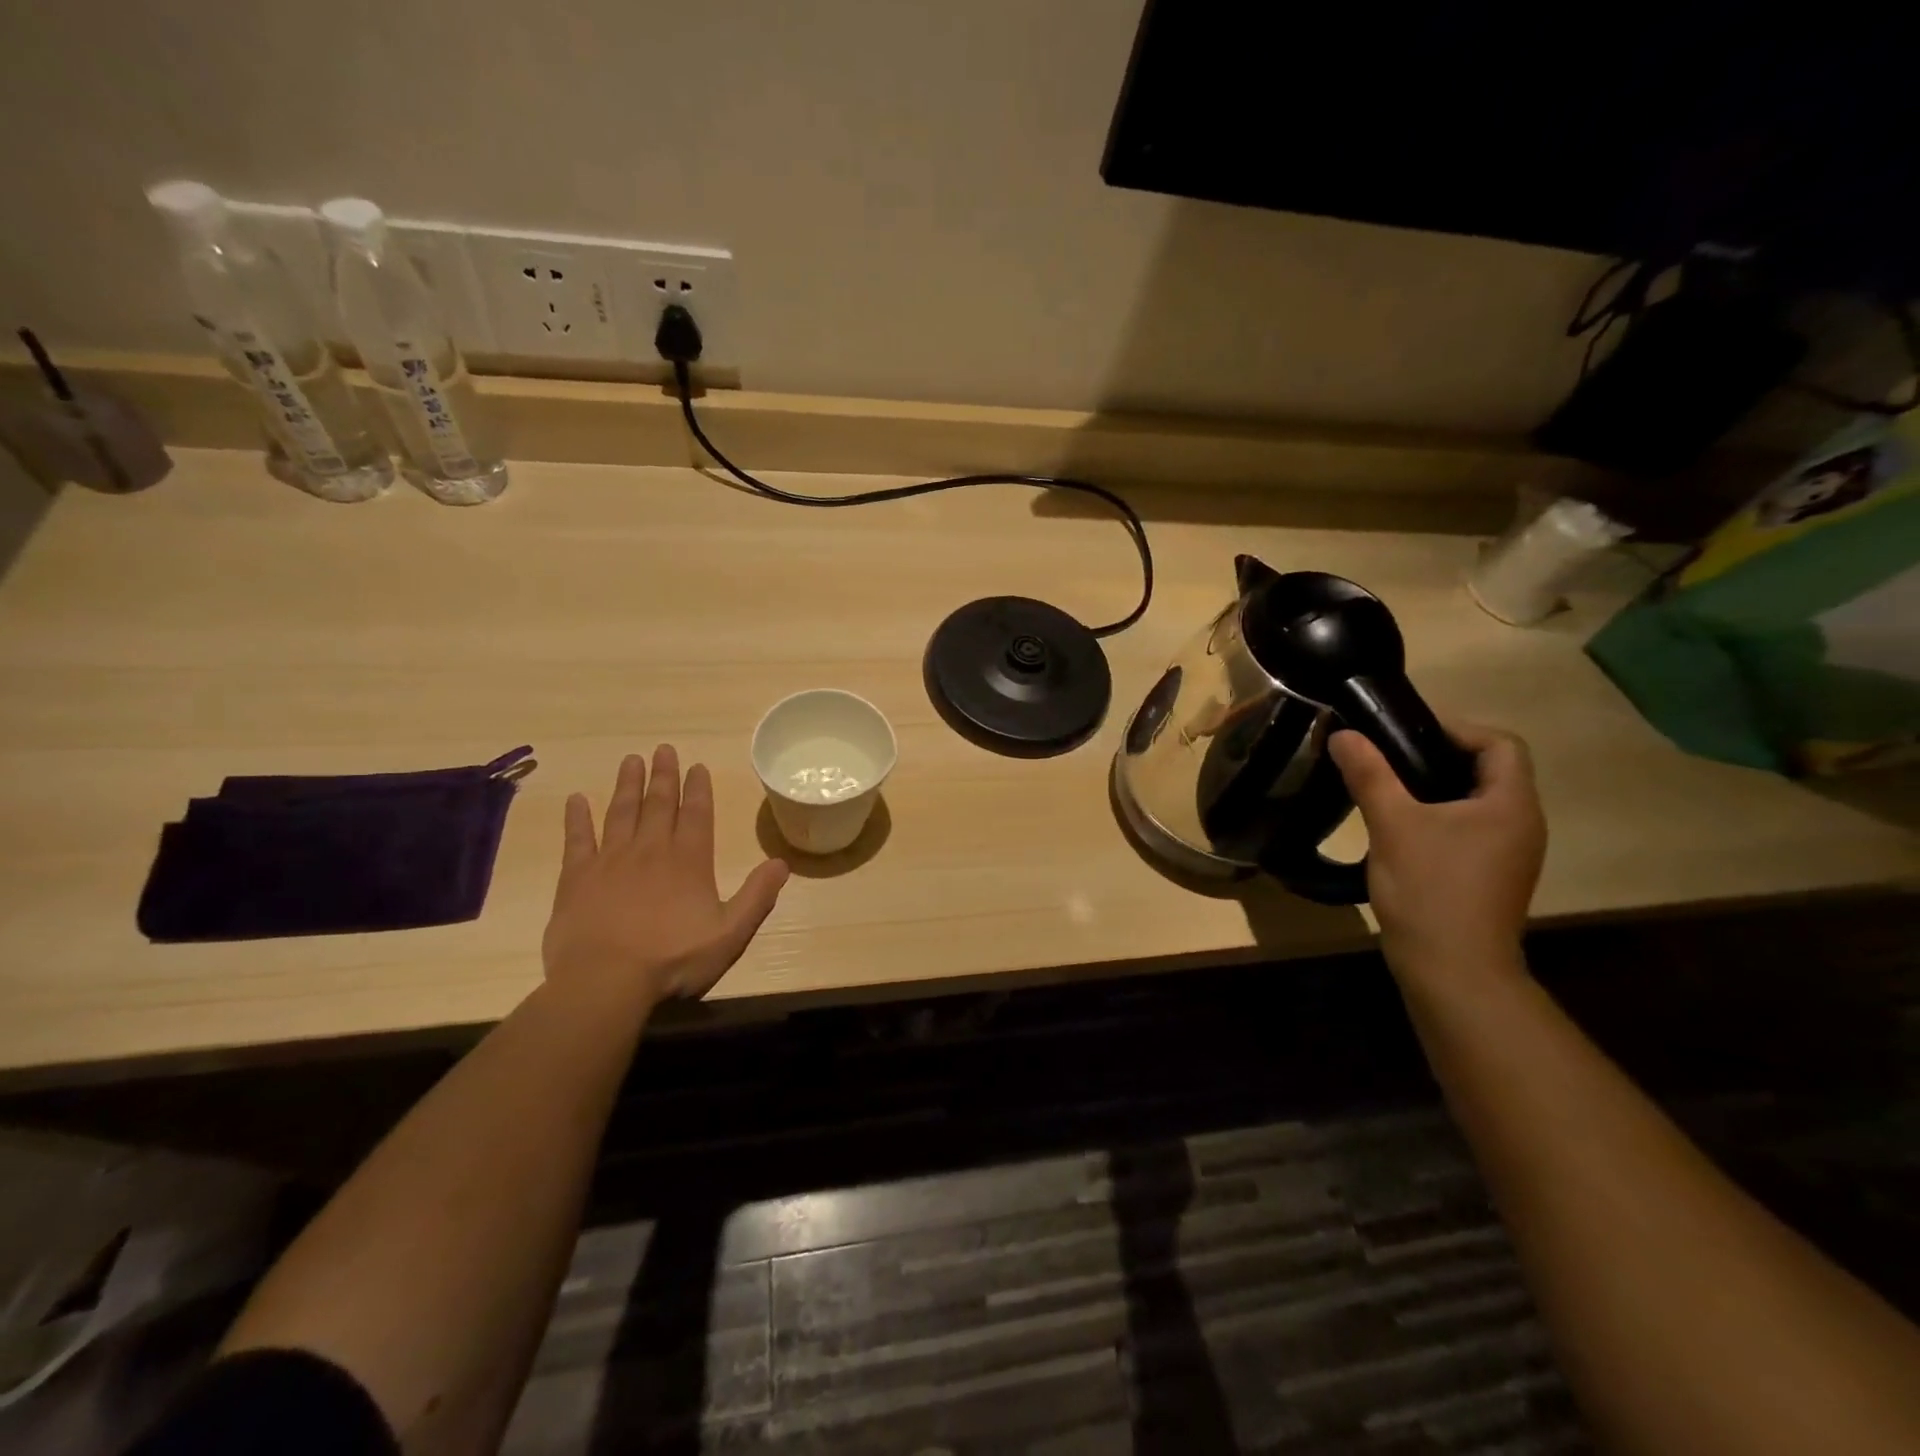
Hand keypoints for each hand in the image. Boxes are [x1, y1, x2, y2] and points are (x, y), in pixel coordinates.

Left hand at [541, 745, 788, 1016]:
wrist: (605, 982)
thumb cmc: (673, 959)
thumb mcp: (729, 933)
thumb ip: (757, 896)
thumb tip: (782, 863)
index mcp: (689, 861)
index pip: (696, 814)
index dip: (698, 789)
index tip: (696, 766)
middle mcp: (651, 850)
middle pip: (658, 804)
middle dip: (663, 776)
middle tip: (663, 749)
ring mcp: (610, 861)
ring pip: (620, 812)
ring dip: (627, 785)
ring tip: (631, 760)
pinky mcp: (576, 878)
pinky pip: (577, 839)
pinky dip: (577, 818)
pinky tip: (576, 800)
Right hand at [1329, 721, 1545, 988]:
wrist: (1452, 970)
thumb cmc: (1430, 889)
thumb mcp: (1393, 824)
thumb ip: (1370, 775)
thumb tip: (1344, 735)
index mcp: (1511, 804)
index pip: (1500, 743)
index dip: (1456, 728)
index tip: (1404, 732)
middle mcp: (1521, 824)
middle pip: (1489, 769)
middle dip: (1438, 755)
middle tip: (1387, 754)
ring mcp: (1508, 853)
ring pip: (1476, 801)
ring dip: (1435, 786)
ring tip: (1386, 786)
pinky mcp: (1489, 875)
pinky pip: (1468, 828)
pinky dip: (1437, 815)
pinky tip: (1399, 827)